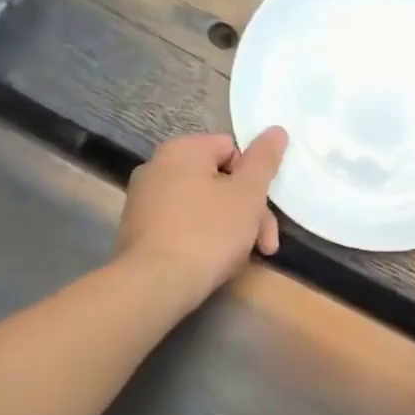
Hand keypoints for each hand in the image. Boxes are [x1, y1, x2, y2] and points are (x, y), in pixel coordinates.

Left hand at [117, 129, 287, 313]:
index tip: (266, 210)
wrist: (155, 284)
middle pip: (218, 180)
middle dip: (247, 211)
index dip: (254, 178)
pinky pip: (181, 224)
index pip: (232, 149)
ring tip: (241, 258)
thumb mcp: (248, 194)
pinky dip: (202, 238)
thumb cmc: (208, 232)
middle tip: (265, 244)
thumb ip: (264, 160)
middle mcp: (157, 166)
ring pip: (202, 205)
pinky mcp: (138, 230)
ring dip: (230, 227)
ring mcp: (143, 200)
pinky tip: (213, 262)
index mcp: (182, 150)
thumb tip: (276, 130)